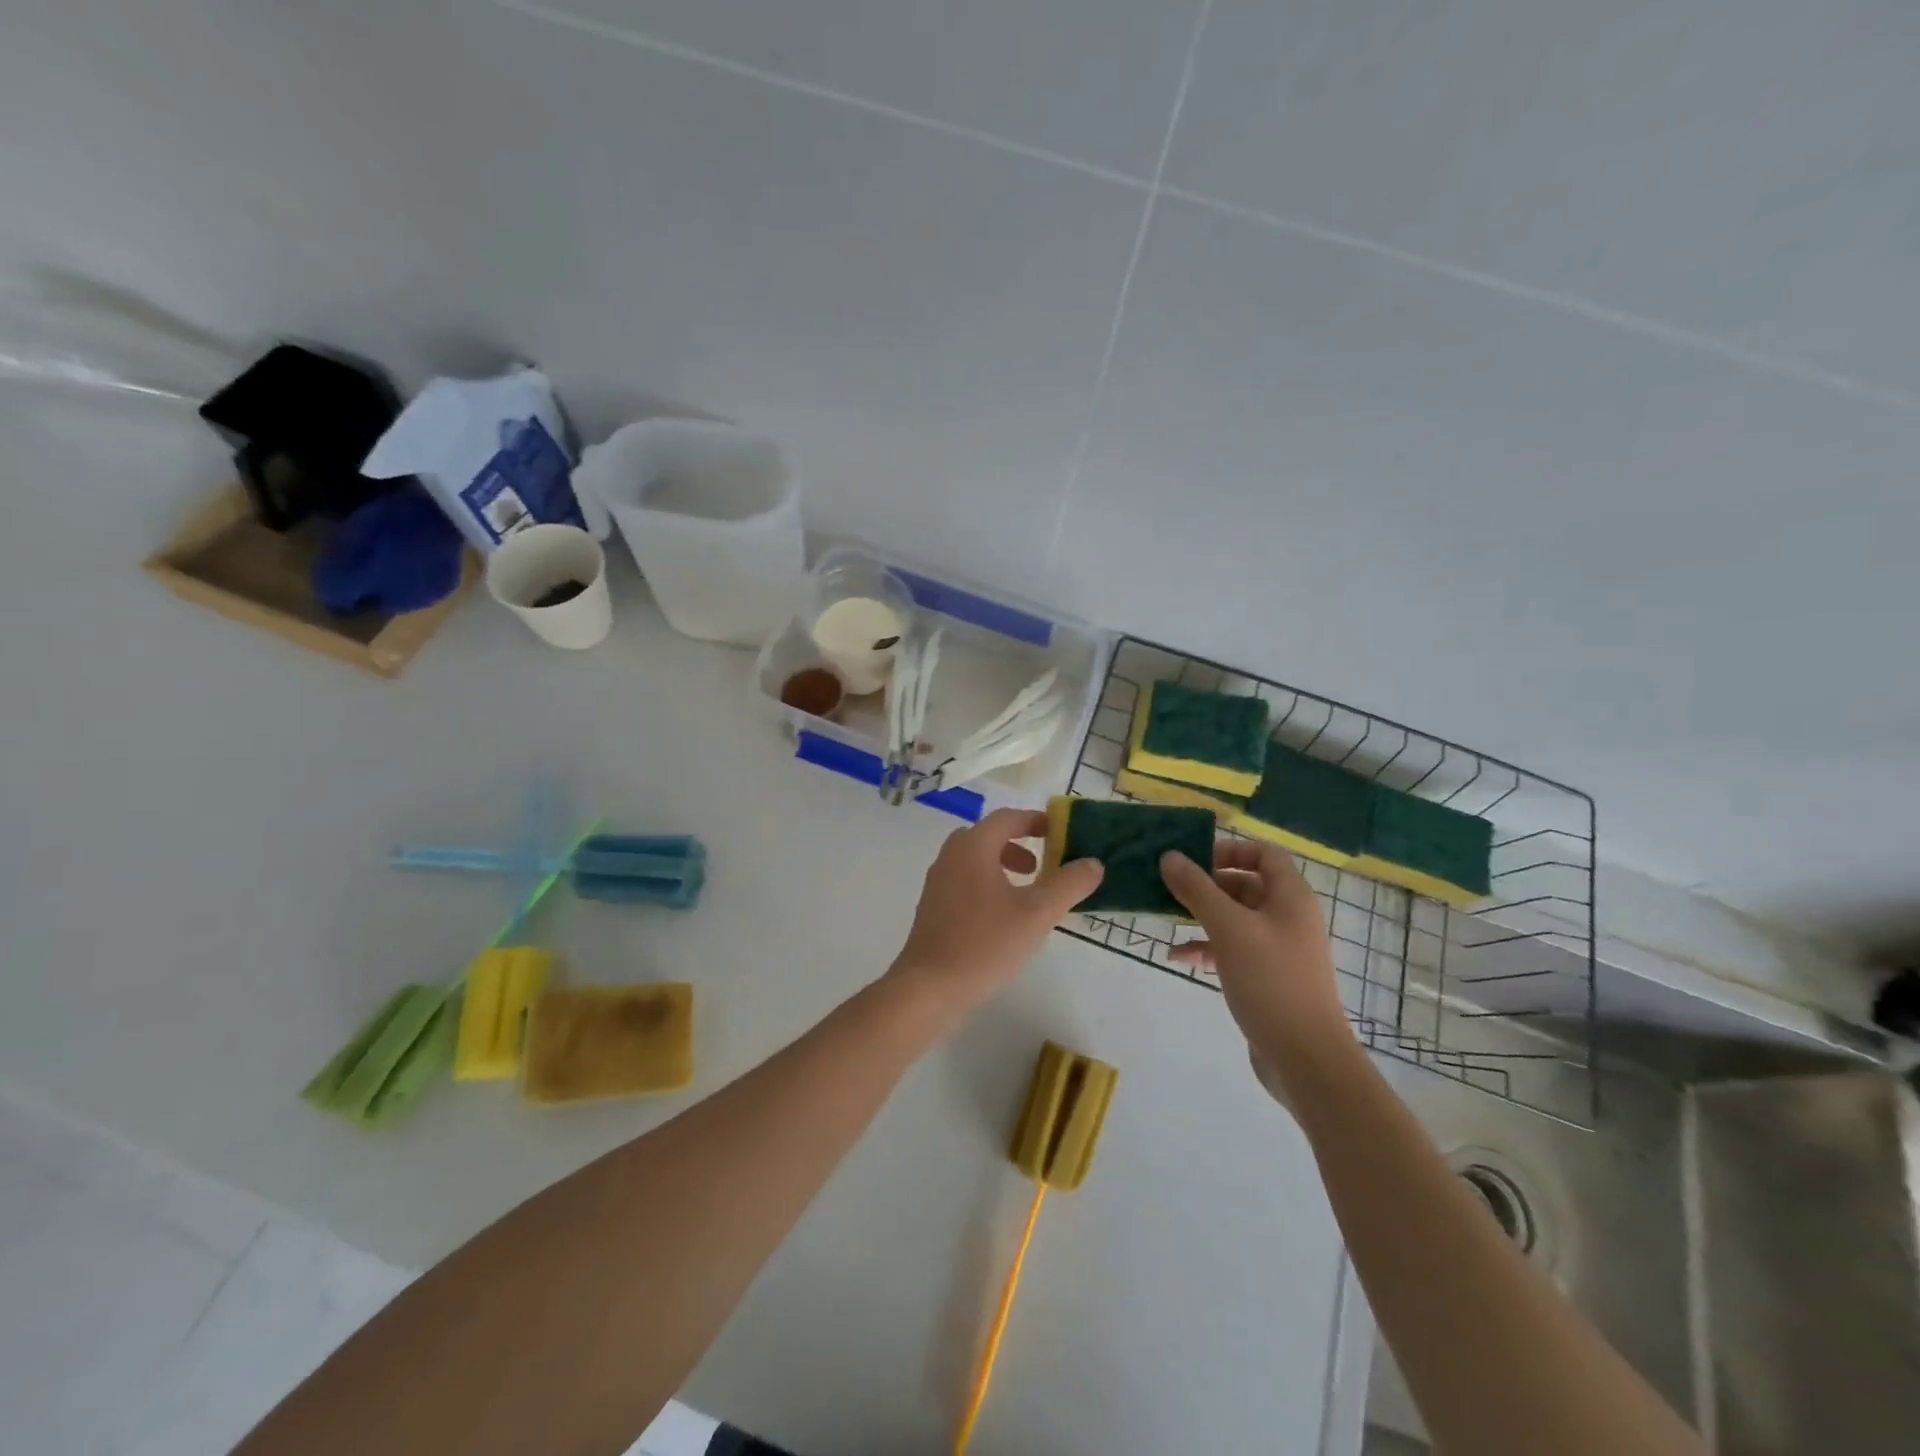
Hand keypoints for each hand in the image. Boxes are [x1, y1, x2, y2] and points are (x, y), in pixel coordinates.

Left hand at [889, 807, 1102, 1022]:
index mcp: (973, 847)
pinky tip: (1002, 919)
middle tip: (1042, 866)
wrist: (929, 987)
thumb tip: (1093, 863)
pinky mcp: (932, 908)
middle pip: (988, 836)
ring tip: (1027, 894)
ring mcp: (937, 882)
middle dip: (1018, 845)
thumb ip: (1068, 884)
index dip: (1035, 821)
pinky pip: (964, 881)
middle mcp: (950, 856)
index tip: (1059, 833)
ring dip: (1002, 866)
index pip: (1007, 818)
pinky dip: (987, 885)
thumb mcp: (1037, 913)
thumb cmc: (985, 943)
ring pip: (974, 860)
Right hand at [1160, 841, 1354, 1087]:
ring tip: (1168, 918)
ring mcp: (1279, 949)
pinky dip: (1208, 947)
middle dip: (1207, 884)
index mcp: (1290, 897)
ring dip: (1202, 916)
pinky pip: (1234, 948)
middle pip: (1246, 884)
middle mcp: (1288, 917)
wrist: (1306, 1059)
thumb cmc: (1271, 982)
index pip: (1264, 854)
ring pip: (1235, 918)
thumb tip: (1169, 856)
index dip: (1230, 849)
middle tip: (1170, 887)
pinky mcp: (1268, 977)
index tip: (1194, 859)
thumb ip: (1197, 889)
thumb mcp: (1228, 929)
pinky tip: (1179, 957)